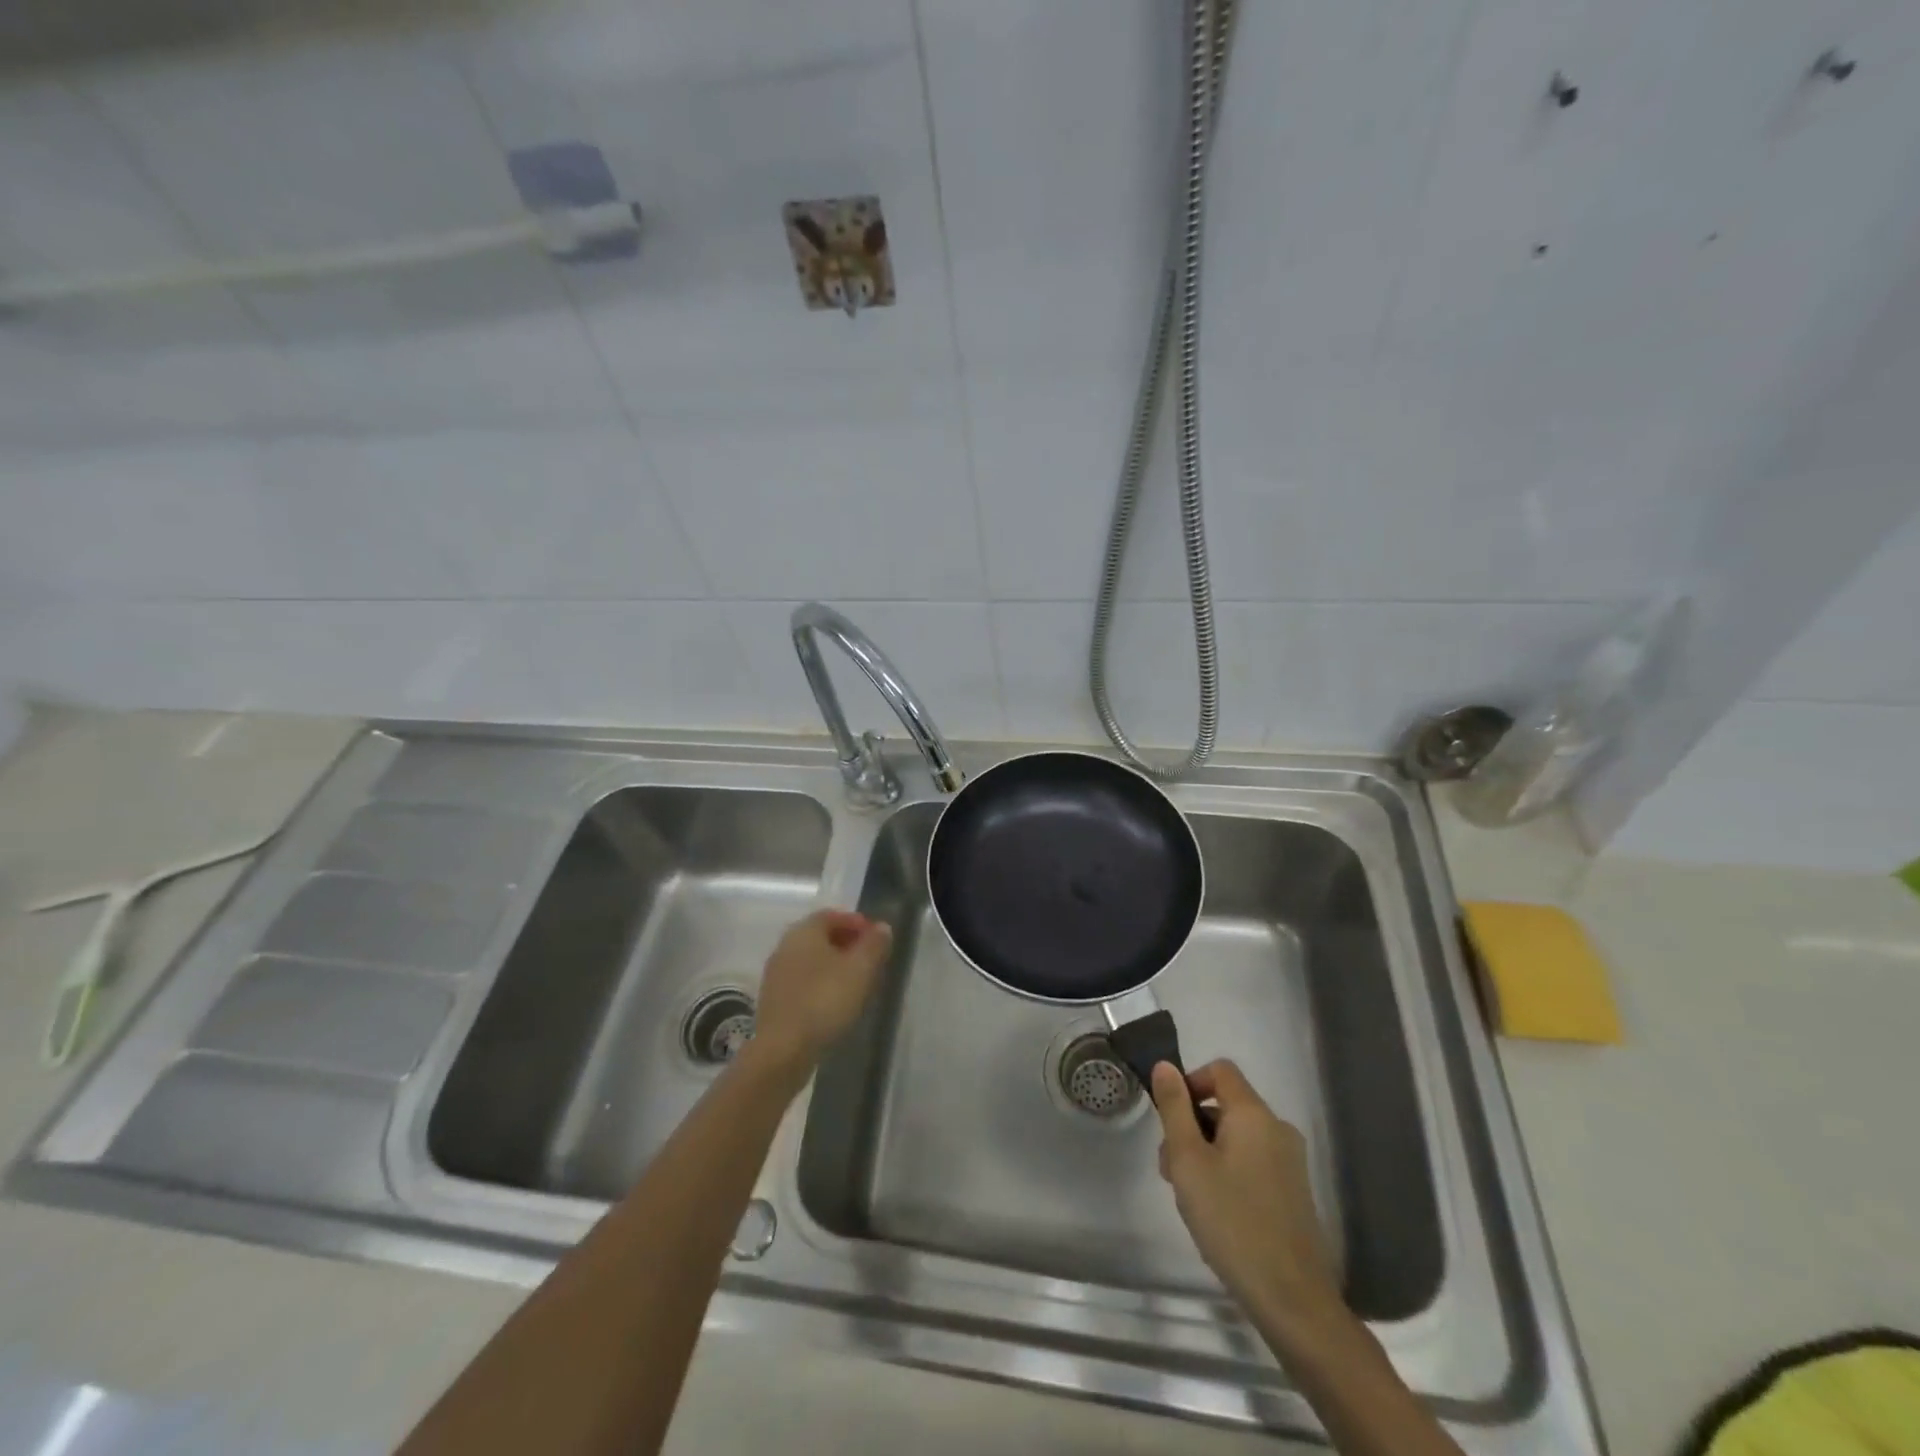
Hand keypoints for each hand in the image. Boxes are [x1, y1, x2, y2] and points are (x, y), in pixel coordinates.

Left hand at [750, 909, 893, 1071]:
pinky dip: (820, 983)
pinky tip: (834, 1002)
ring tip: (856, 982)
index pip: (831, 915)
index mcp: (804, 931)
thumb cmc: (825, 1000)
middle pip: (819, 937)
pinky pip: (802, 981)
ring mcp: (776, 974)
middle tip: (869, 959)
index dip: (855, 922)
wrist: (783, 1049)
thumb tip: (882, 927)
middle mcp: (785, 946)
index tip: (876, 938)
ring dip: (833, 965)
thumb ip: (874, 944)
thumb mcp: (860, 969)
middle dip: (845, 943)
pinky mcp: (773, 1000)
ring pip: (810, 960)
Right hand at [1150, 1059, 1341, 1319]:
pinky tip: (1216, 1212)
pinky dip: (1228, 1172)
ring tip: (1189, 1196)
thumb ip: (1174, 1109)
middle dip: (1192, 1126)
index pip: (1220, 1070)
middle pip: (1226, 1106)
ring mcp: (1290, 1162)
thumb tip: (1165, 1066)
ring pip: (1237, 1137)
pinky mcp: (1294, 1192)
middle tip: (1171, 1168)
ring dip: (1207, 1152)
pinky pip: (1253, 1162)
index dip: (1190, 1083)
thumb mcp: (1188, 1161)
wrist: (1292, 1299)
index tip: (1170, 1118)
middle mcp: (1278, 1129)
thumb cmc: (1231, 1221)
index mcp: (1254, 1114)